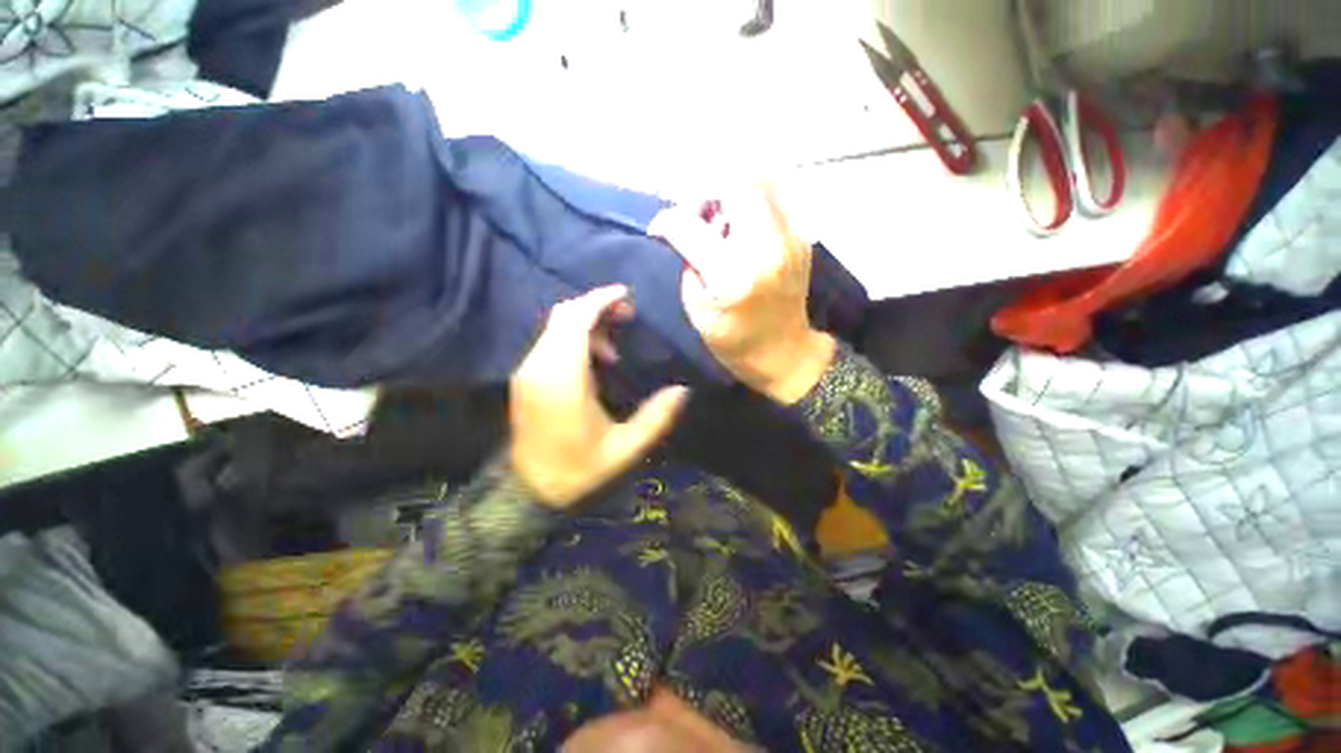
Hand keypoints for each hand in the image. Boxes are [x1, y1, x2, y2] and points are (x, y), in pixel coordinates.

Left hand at [510, 286, 689, 507]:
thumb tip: (683, 390)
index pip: (575, 321)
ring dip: (586, 324)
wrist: (529, 490)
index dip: (599, 300)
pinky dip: (573, 338)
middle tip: (627, 315)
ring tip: (614, 347)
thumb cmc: (579, 469)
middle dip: (596, 306)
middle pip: (564, 316)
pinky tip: (594, 361)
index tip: (625, 295)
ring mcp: (527, 371)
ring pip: (555, 327)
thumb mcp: (625, 449)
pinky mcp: (525, 378)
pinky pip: (549, 342)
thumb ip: (656, 418)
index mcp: (563, 379)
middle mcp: (539, 366)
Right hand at [650, 187, 835, 403]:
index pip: (690, 226)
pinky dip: (751, 206)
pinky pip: (774, 200)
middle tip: (697, 218)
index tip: (659, 229)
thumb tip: (685, 233)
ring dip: (730, 195)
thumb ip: (688, 264)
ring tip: (720, 222)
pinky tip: (742, 231)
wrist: (785, 353)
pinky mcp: (802, 238)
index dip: (666, 220)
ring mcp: (790, 239)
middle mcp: (765, 247)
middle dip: (705, 194)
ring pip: (759, 183)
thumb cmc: (735, 342)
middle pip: (733, 185)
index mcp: (732, 274)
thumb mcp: (697, 310)